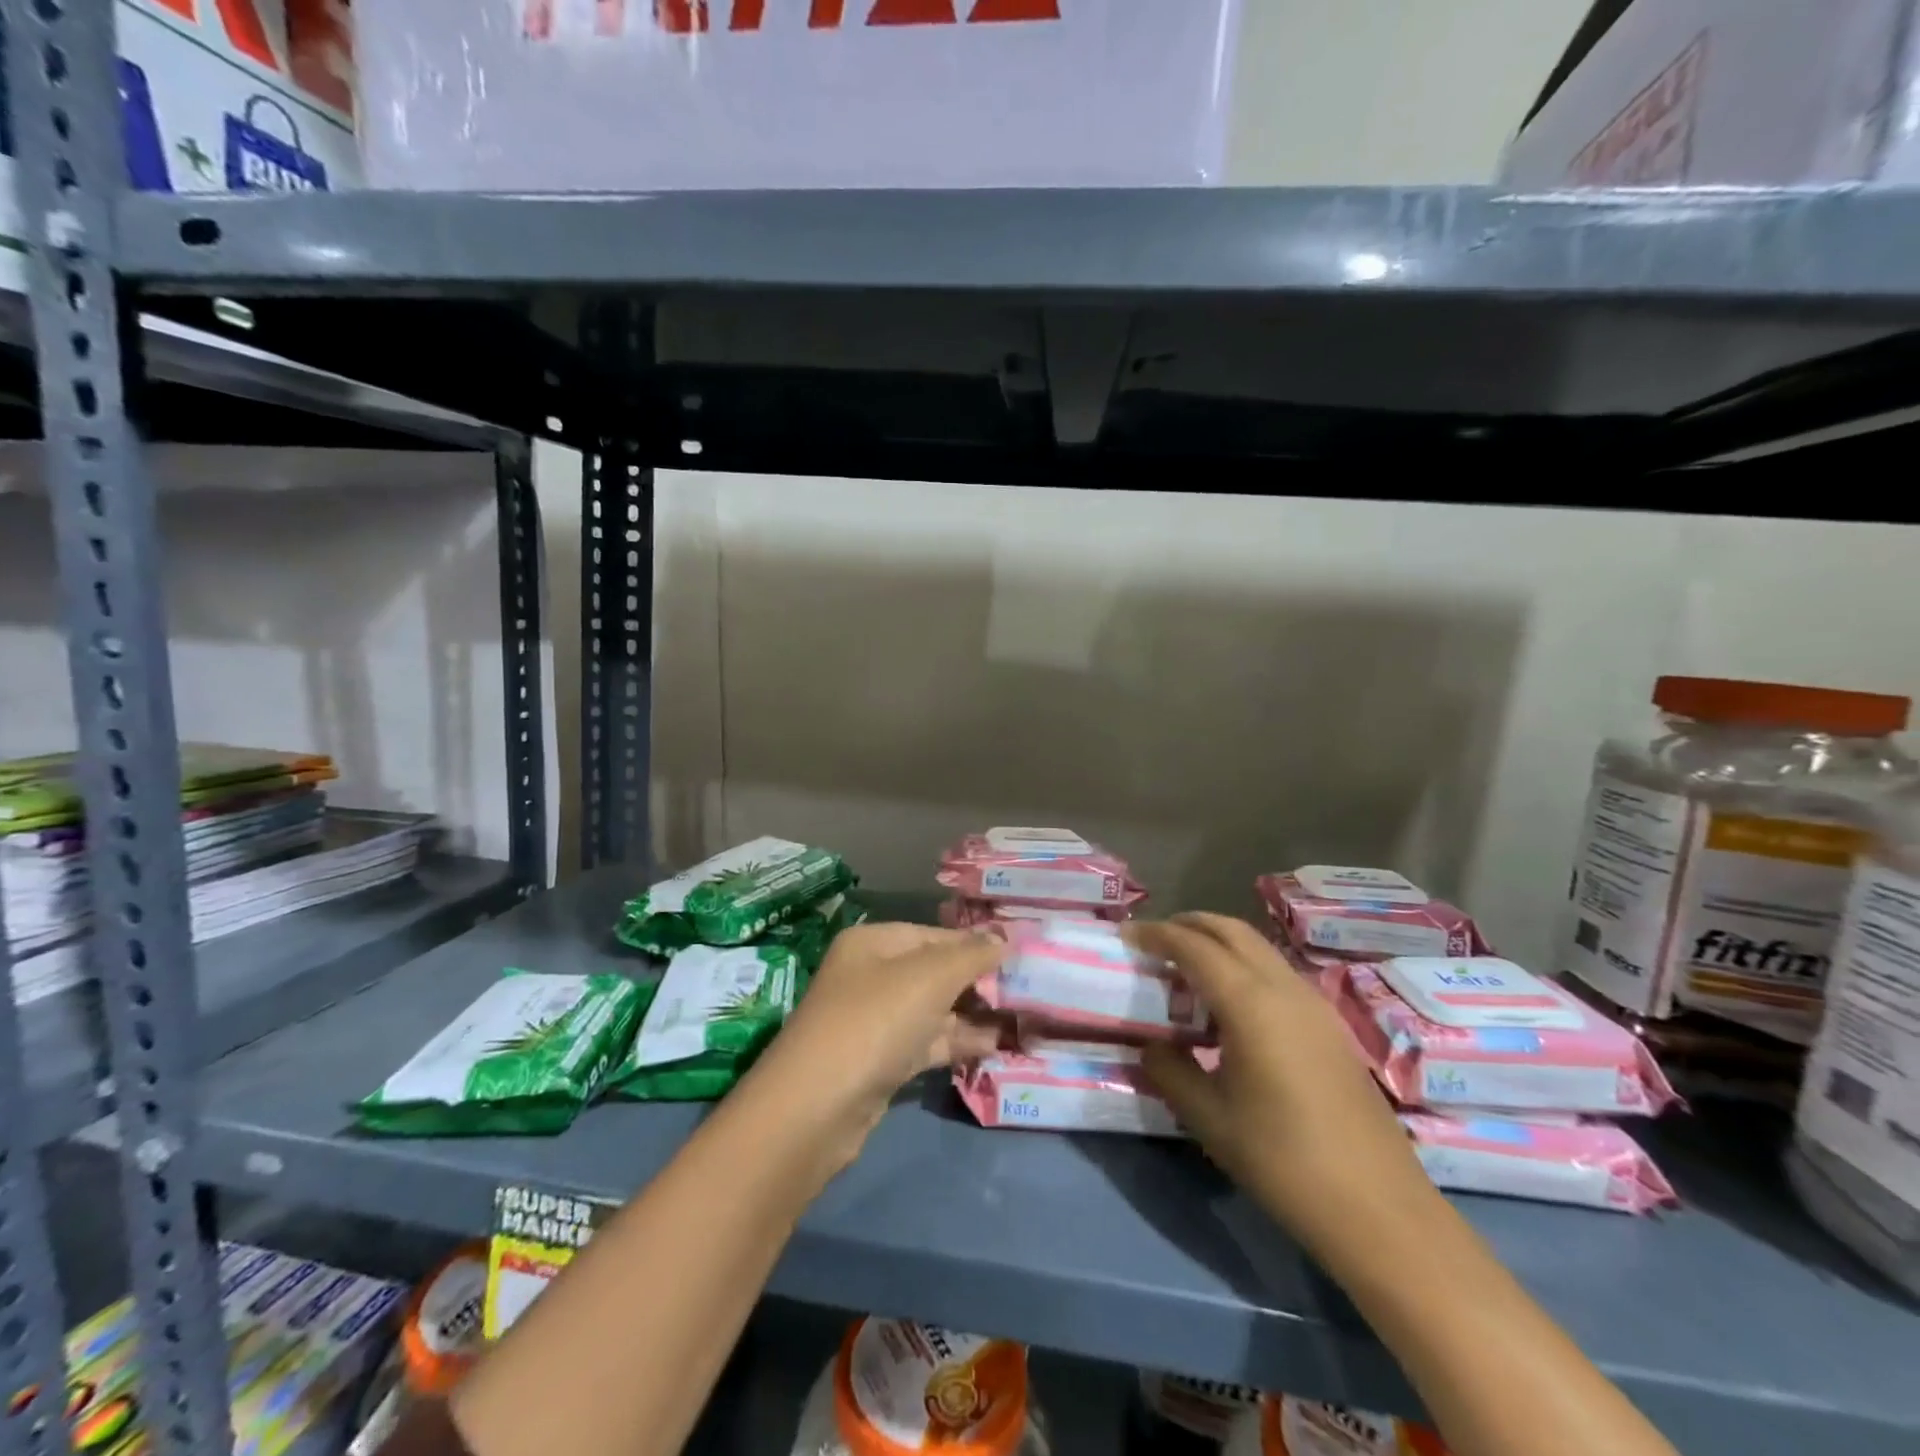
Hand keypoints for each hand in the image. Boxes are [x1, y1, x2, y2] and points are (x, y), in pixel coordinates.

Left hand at [749, 923, 1003, 1148]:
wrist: (817, 1108)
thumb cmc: (875, 1021)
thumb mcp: (929, 978)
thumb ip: (971, 956)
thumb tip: (1004, 938)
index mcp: (874, 943)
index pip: (935, 934)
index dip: (976, 944)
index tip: (1020, 955)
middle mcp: (871, 975)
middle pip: (934, 971)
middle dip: (978, 981)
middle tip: (1027, 989)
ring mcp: (874, 1020)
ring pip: (933, 1009)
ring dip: (973, 1014)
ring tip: (1022, 1019)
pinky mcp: (880, 1061)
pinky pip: (926, 1042)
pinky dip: (957, 1042)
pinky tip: (995, 1046)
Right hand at [1132, 914, 1435, 1257]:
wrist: (1379, 1209)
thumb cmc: (1283, 1160)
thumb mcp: (1209, 1118)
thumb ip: (1170, 1070)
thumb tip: (1152, 1046)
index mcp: (1250, 1002)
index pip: (1194, 946)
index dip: (1156, 934)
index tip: (1126, 935)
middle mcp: (1283, 988)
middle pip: (1231, 930)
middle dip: (1189, 924)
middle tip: (1154, 940)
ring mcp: (1314, 1005)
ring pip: (1258, 948)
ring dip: (1218, 943)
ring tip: (1185, 969)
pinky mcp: (1329, 1026)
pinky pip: (1276, 973)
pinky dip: (1243, 966)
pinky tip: (1229, 1005)